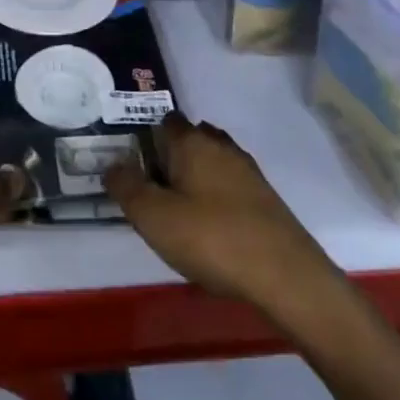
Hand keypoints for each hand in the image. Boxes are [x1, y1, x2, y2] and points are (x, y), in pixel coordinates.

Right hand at [105, 113, 341, 326]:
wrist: (287, 277)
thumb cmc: (211, 239)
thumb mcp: (152, 217)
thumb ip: (126, 187)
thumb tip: (112, 165)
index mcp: (191, 142)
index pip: (164, 122)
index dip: (147, 138)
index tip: (134, 165)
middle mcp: (221, 147)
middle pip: (190, 139)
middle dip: (172, 156)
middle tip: (153, 189)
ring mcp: (248, 172)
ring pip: (213, 162)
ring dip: (196, 177)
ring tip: (179, 209)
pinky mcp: (266, 199)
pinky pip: (231, 186)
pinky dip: (217, 197)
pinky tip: (210, 227)